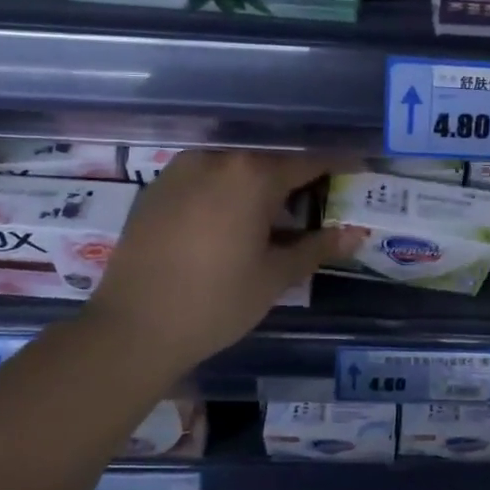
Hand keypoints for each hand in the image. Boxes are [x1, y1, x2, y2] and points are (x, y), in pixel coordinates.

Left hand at [83, 150, 358, 375]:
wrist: (131, 328)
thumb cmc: (216, 302)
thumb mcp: (275, 277)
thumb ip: (317, 247)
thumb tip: (356, 233)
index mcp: (252, 175)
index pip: (308, 162)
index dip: (338, 165)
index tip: (358, 168)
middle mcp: (217, 160)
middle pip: (269, 161)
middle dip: (296, 178)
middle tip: (316, 202)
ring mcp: (181, 170)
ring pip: (234, 168)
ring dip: (258, 184)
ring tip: (273, 214)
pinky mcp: (156, 188)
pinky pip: (204, 178)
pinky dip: (226, 191)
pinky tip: (230, 221)